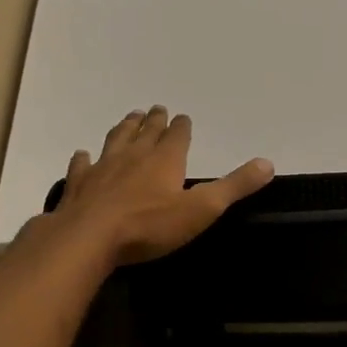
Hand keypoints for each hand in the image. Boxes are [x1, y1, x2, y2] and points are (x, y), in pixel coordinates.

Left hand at [52, 106, 272, 263]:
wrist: (88, 238)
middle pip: (146, 132)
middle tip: (156, 108)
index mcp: (165, 160)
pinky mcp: (79, 185)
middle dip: (154, 120)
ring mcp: (103, 168)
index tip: (183, 116)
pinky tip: (83, 154)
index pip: (177, 136)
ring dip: (124, 128)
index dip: (182, 126)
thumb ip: (235, 186)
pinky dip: (84, 158)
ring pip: (116, 141)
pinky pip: (82, 166)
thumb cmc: (150, 225)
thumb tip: (267, 163)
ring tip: (129, 117)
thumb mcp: (202, 208)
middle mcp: (134, 156)